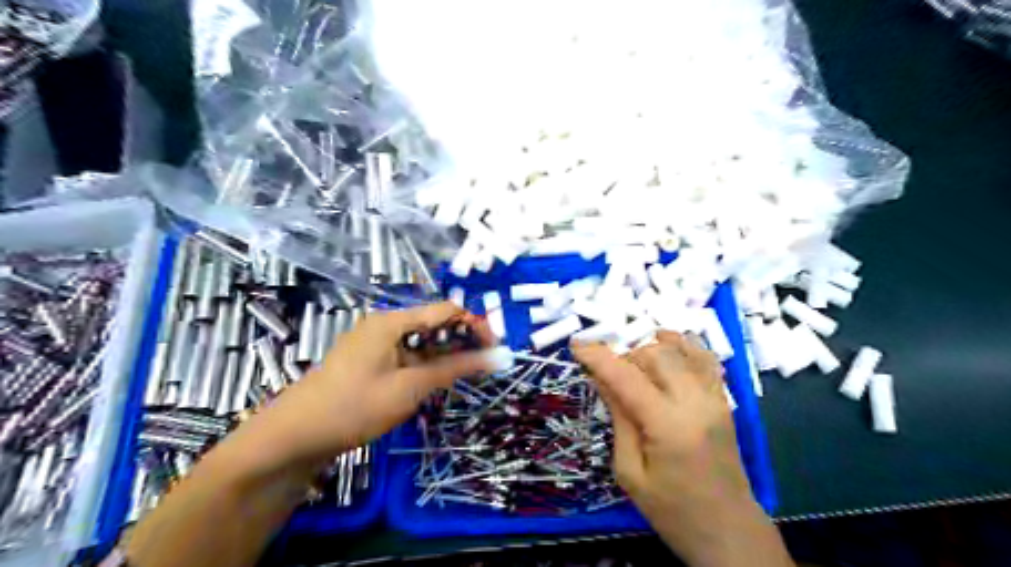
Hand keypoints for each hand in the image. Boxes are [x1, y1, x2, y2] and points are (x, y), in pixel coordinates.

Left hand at [231, 303, 495, 470]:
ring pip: (422, 342)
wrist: (294, 437)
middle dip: (463, 341)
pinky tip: (440, 381)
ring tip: (469, 375)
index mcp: (393, 321)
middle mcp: (385, 325)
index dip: (475, 325)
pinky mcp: (372, 363)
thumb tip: (499, 357)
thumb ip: (456, 369)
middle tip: (486, 365)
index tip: (495, 349)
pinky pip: (408, 356)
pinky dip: (428, 365)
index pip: (446, 310)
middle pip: (435, 324)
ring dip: (447, 355)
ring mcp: (376, 344)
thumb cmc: (355, 407)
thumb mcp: (410, 388)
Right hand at [573, 331, 793, 566]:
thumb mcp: (630, 472)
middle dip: (624, 356)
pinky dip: (682, 345)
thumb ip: (619, 419)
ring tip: (632, 366)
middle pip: (654, 355)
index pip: (627, 378)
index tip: (576, 346)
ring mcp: (714, 398)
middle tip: (607, 374)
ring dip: (649, 349)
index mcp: (669, 426)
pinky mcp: (724, 400)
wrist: (729, 531)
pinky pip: (704, 358)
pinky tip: (665, 344)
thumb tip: (602, 379)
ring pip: (679, 349)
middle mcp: (696, 402)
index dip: (598, 357)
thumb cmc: (673, 512)